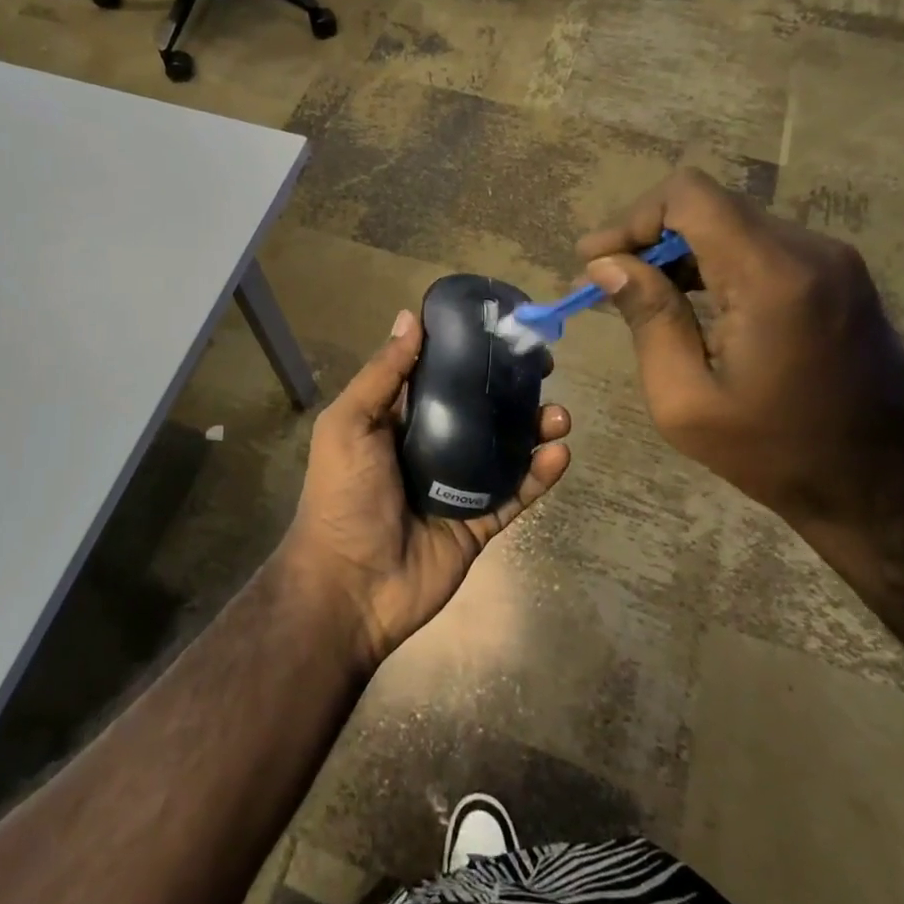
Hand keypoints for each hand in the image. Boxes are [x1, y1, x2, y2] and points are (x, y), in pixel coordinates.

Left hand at [278, 309, 570, 668]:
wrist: (349, 586)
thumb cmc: (343, 495)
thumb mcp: (349, 424)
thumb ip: (383, 374)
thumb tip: (409, 317)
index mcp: (398, 422)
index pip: (440, 378)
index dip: (470, 355)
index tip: (503, 333)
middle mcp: (431, 447)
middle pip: (481, 411)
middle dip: (513, 391)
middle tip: (545, 372)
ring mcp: (458, 486)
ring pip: (506, 450)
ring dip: (535, 429)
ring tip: (560, 416)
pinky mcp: (479, 522)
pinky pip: (515, 494)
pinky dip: (539, 474)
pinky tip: (559, 453)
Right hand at [577, 169, 903, 532]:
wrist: (882, 485)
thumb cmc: (775, 452)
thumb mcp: (686, 400)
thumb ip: (648, 320)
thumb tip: (606, 265)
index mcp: (771, 277)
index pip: (689, 196)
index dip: (633, 218)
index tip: (597, 260)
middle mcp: (808, 250)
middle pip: (708, 204)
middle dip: (648, 235)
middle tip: (607, 279)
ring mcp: (831, 259)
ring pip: (732, 221)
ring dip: (679, 249)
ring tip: (640, 293)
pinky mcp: (837, 274)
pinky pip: (759, 244)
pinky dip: (714, 260)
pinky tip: (690, 301)